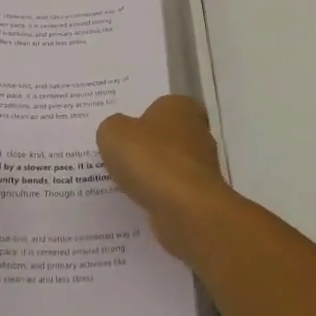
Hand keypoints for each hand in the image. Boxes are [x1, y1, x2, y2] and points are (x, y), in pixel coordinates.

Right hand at [96, 95, 235, 256]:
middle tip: (118, 156)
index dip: (140, 118)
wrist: (185, 209)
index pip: (160, 106)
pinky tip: (139, 202)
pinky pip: (172, 191)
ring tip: (123, 183)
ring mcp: (203, 166)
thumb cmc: (151, 159)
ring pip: (169, 165)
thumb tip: (118, 134)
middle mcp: (198, 132)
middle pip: (166, 136)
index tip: (122, 133)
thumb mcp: (113, 133)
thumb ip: (112, 128)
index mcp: (181, 107)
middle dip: (146, 147)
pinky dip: (158, 196)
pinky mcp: (201, 196)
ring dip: (152, 174)